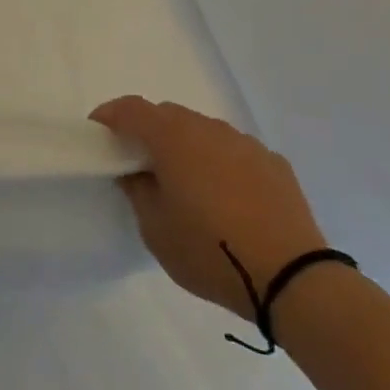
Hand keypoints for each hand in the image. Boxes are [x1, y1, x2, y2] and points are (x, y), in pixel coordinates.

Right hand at [91, 96, 326, 319]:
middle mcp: (209, 129)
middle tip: (137, 162)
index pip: (131, 109)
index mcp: (173, 138)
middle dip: (147, 131)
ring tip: (184, 182)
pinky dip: (218, 162)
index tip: (97, 133)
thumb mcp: (155, 229)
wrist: (293, 279)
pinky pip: (233, 151)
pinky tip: (224, 197)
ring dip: (185, 146)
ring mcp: (246, 144)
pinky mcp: (274, 163)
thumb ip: (137, 190)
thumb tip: (136, 171)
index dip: (109, 116)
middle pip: (168, 115)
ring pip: (203, 131)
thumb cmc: (211, 252)